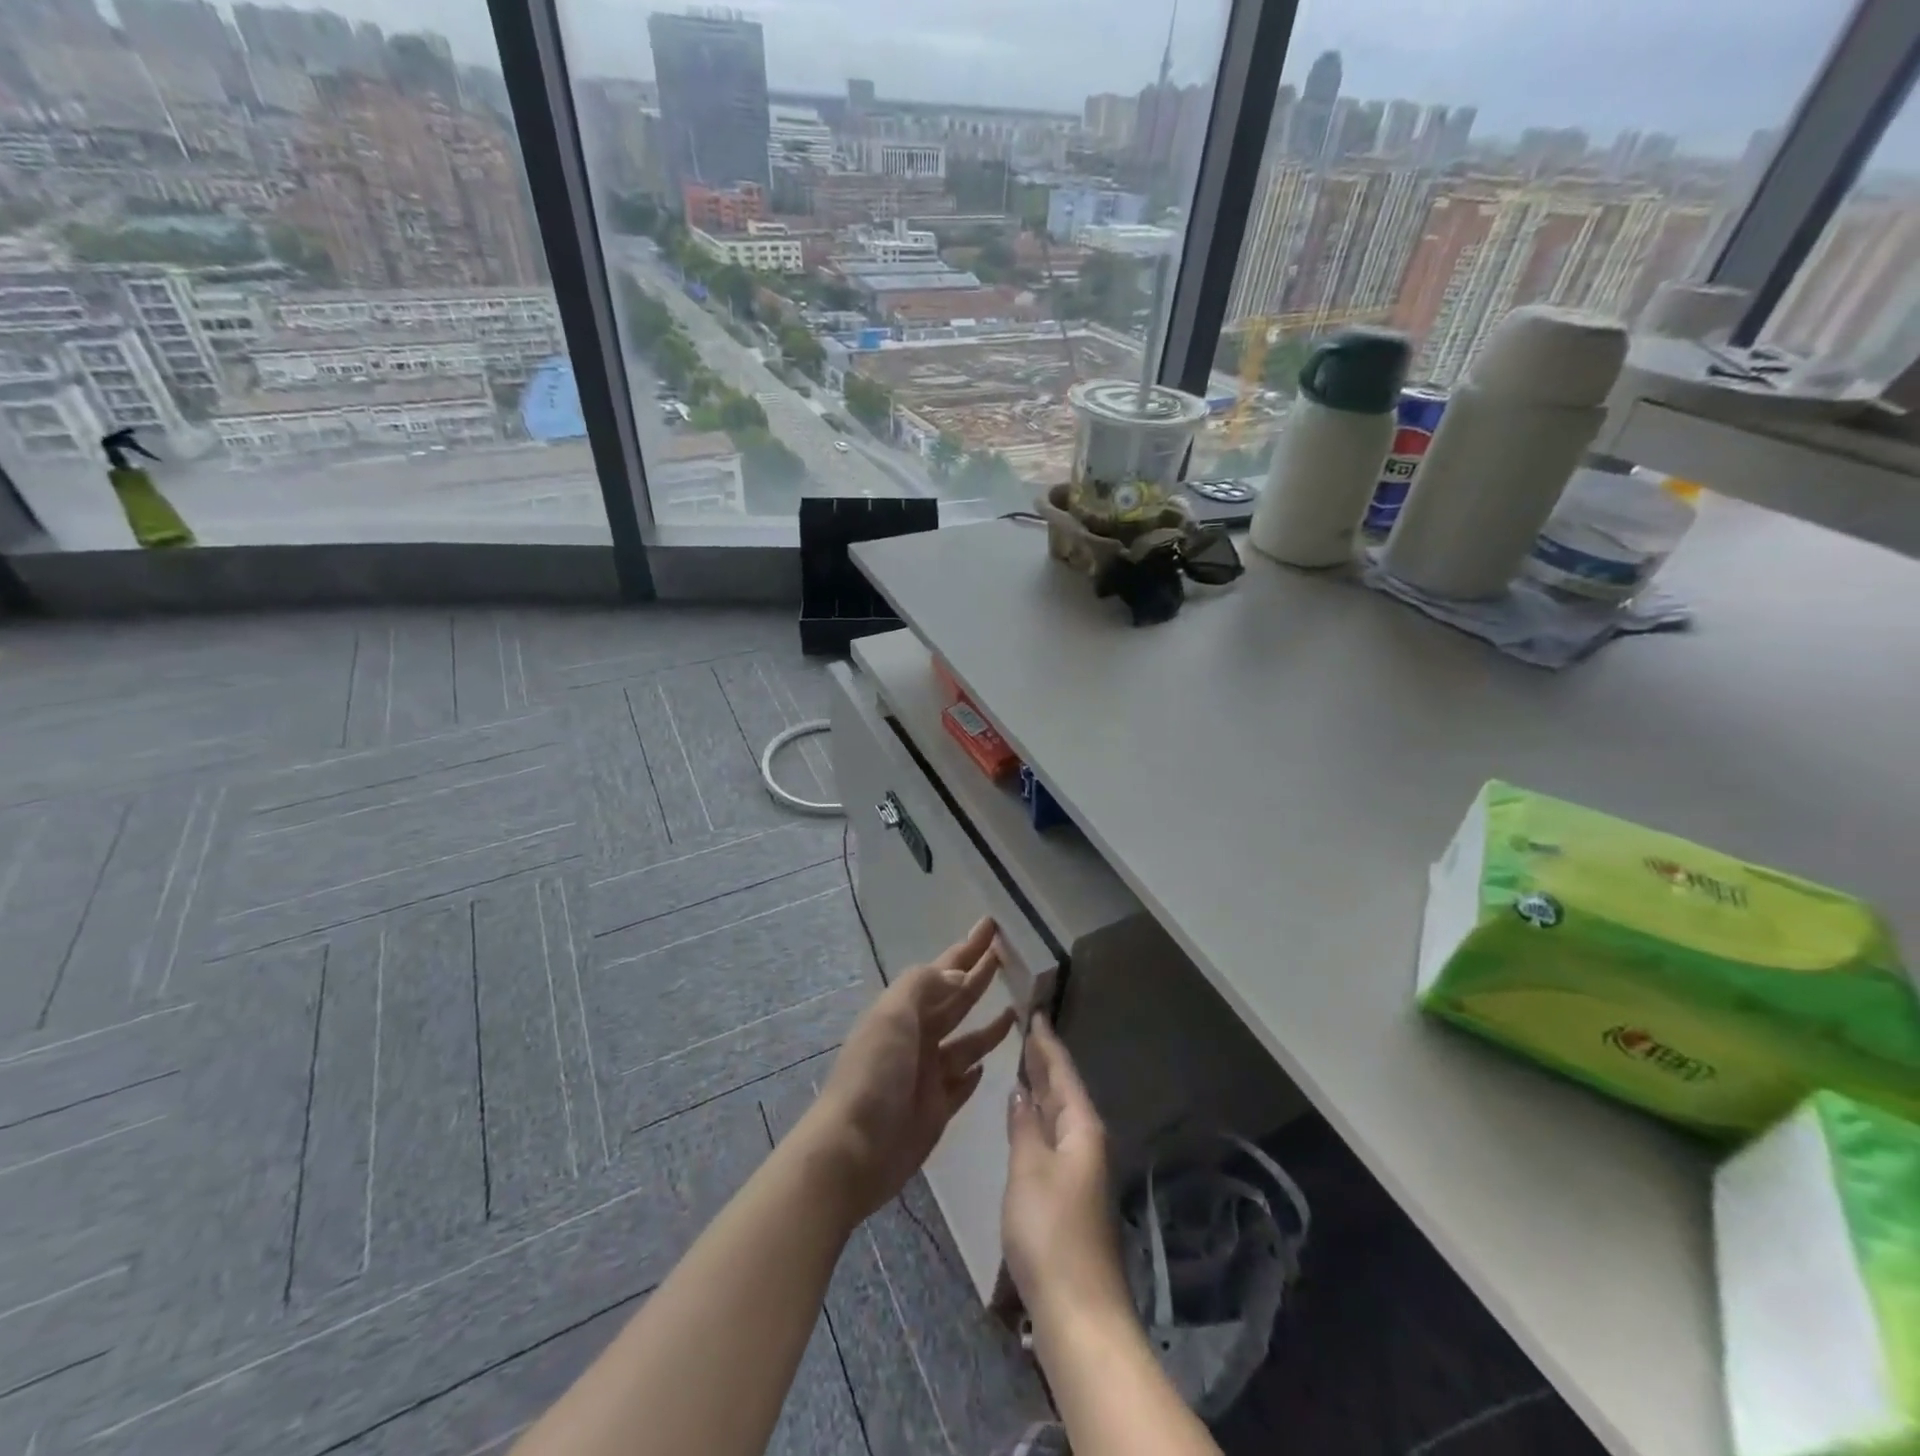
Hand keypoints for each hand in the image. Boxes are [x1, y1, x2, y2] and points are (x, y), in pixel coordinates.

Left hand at [800, 918, 1016, 1224]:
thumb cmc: (874, 1074)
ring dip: (989, 1024)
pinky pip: (962, 1083)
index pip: (944, 969)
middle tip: (1010, 956)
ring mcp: (929, 1074)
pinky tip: (990, 1063)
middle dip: (980, 976)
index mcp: (905, 1010)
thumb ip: (926, 986)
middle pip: (957, 1000)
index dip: (968, 948)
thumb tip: (961, 974)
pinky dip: (975, 1071)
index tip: (992, 925)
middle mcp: (919, 1036)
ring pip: (967, 1041)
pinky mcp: (938, 1109)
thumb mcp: (893, 1015)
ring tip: (1018, 1007)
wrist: (853, 1150)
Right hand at [1002, 1014, 1129, 1330]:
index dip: (1047, 1042)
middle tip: (1024, 1030)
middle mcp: (1086, 1140)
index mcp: (1081, 1127)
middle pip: (1064, 1090)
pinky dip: (1040, 1117)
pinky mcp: (1070, 1191)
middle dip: (1045, 1061)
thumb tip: (1021, 1089)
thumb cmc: (1050, 1231)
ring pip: (1059, 1113)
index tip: (1035, 1012)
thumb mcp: (1029, 1169)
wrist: (1078, 1309)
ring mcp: (1079, 1167)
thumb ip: (1023, 1125)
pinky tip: (1026, 1116)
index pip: (1062, 1071)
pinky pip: (1055, 1135)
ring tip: (1022, 1062)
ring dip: (1042, 1088)